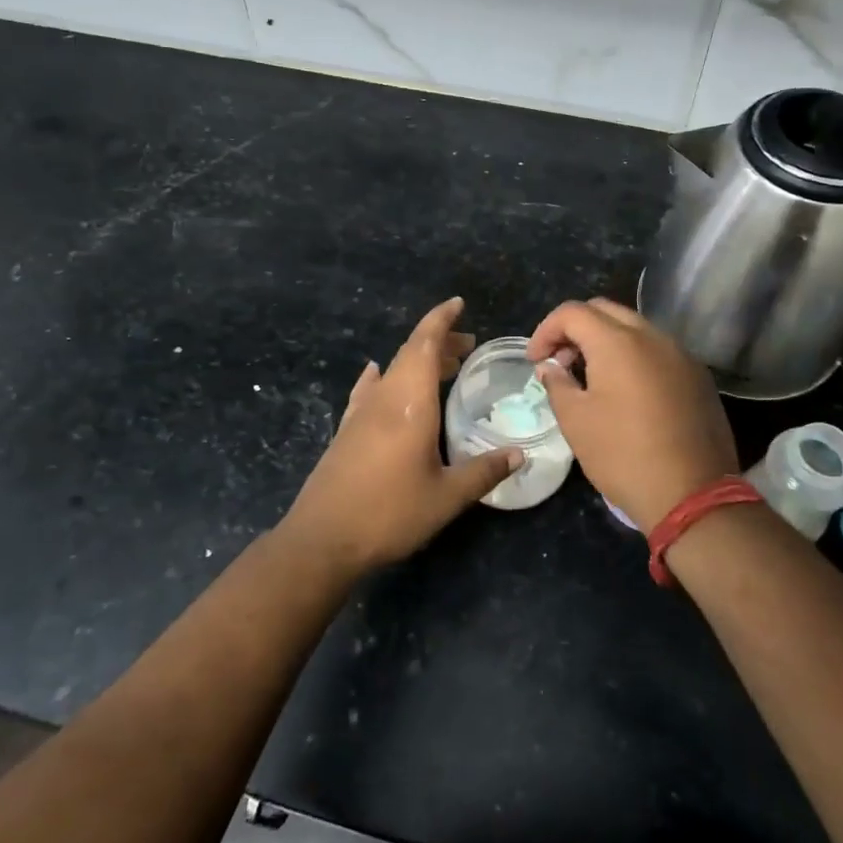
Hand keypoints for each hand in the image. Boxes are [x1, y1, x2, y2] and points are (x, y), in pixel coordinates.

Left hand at [280, 298, 522, 575]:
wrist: (323, 538)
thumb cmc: (390, 513)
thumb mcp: (446, 497)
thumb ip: (483, 471)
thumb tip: (519, 455)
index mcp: (409, 403)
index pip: (425, 344)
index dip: (441, 319)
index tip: (459, 304)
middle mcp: (383, 398)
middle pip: (410, 353)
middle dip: (439, 341)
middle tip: (467, 345)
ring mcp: (360, 412)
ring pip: (392, 370)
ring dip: (417, 361)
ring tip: (443, 367)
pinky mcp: (346, 429)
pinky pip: (369, 389)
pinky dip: (383, 377)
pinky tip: (378, 376)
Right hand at [527, 297, 736, 532]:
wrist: (693, 495)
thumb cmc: (623, 455)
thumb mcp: (576, 421)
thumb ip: (557, 384)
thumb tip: (550, 367)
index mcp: (618, 342)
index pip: (573, 312)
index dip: (546, 330)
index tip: (535, 360)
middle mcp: (653, 337)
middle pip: (605, 311)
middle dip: (575, 329)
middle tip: (560, 362)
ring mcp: (681, 355)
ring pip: (635, 328)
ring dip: (605, 341)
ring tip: (590, 376)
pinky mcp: (698, 376)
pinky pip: (658, 350)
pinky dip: (633, 356)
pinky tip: (625, 391)